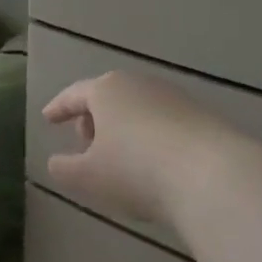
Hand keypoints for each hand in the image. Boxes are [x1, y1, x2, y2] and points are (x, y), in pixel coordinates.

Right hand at [43, 70, 231, 228]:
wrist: (213, 176)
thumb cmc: (137, 170)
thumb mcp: (89, 177)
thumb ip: (65, 169)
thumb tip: (54, 163)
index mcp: (105, 90)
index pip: (74, 94)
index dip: (59, 107)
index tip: (48, 118)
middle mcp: (138, 84)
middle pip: (107, 96)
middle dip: (93, 117)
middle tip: (84, 141)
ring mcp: (173, 97)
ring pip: (137, 108)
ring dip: (123, 128)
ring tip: (119, 155)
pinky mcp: (201, 116)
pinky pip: (163, 122)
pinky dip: (150, 136)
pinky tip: (154, 162)